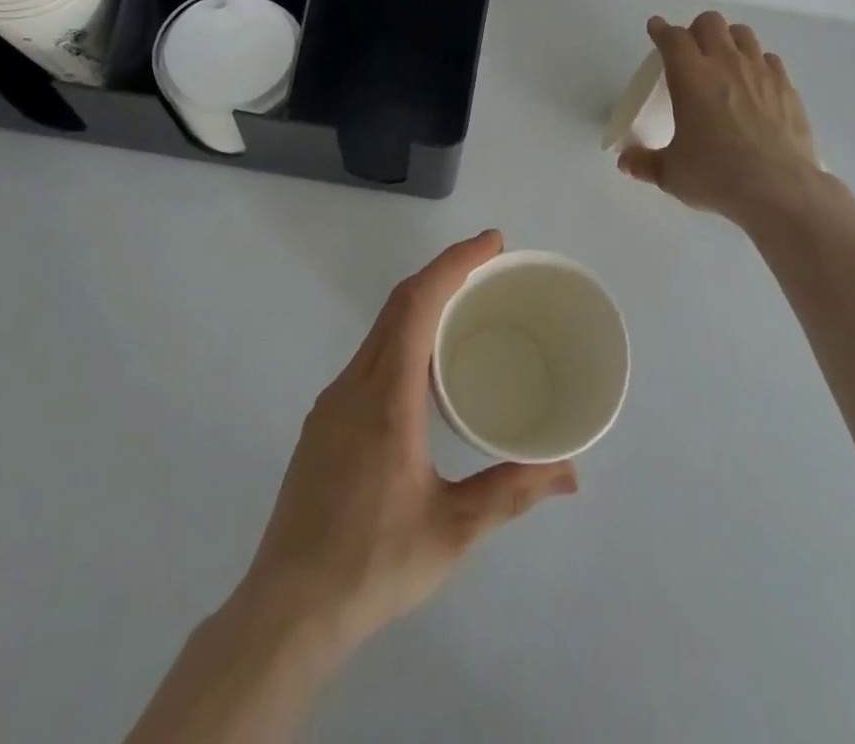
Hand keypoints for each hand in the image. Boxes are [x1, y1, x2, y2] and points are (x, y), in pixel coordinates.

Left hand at [236, 231, 578, 656]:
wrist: (285, 611)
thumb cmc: (371, 565)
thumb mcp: (451, 530)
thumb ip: (511, 492)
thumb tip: (569, 472)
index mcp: (386, 397)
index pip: (417, 304)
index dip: (454, 263)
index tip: (492, 243)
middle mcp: (354, 384)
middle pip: (398, 304)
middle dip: (444, 273)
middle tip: (490, 267)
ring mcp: (332, 402)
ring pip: (380, 330)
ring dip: (422, 304)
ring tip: (466, 311)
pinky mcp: (323, 423)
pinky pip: (369, 357)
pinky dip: (403, 337)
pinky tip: (425, 369)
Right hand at [617, 13, 825, 227]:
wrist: (778, 189)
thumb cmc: (715, 175)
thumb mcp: (671, 174)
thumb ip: (646, 163)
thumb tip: (625, 162)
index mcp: (690, 76)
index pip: (672, 38)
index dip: (661, 30)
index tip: (656, 28)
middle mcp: (725, 64)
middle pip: (709, 23)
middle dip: (696, 30)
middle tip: (690, 51)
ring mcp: (760, 72)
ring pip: (743, 33)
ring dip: (728, 39)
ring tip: (723, 60)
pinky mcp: (786, 88)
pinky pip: (770, 59)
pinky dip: (757, 63)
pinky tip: (754, 83)